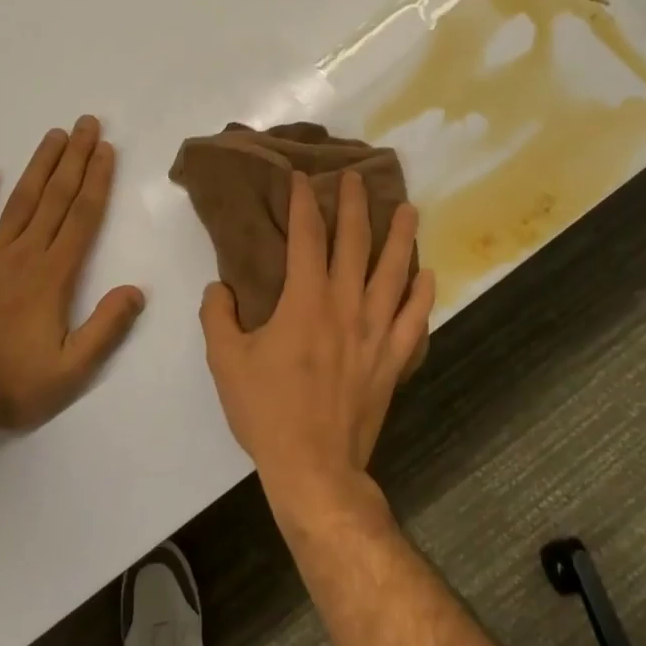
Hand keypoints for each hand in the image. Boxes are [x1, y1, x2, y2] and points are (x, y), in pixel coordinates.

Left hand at [0, 116, 144, 431]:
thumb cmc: (12, 385)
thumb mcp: (71, 370)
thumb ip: (106, 329)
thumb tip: (136, 290)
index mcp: (53, 276)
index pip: (82, 217)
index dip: (97, 181)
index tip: (106, 150)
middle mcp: (23, 255)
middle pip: (55, 198)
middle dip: (75, 159)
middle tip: (87, 124)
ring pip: (19, 201)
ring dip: (39, 166)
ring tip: (54, 135)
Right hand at [199, 169, 433, 514]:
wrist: (314, 467)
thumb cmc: (267, 411)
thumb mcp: (226, 361)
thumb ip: (218, 317)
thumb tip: (219, 288)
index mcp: (304, 301)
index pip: (307, 238)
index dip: (304, 204)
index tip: (303, 179)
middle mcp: (345, 306)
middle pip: (355, 244)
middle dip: (355, 206)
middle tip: (357, 178)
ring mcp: (375, 332)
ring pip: (394, 273)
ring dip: (401, 238)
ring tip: (409, 210)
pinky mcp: (393, 359)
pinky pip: (414, 320)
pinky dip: (423, 296)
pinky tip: (427, 276)